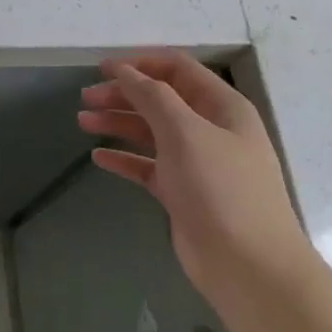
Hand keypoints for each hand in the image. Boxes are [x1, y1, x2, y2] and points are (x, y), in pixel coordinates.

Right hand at [77, 52, 311, 302]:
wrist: (249, 266)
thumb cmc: (220, 189)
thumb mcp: (185, 132)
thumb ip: (152, 96)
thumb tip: (124, 70)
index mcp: (222, 107)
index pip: (178, 69)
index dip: (140, 64)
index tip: (102, 69)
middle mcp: (211, 130)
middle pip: (161, 100)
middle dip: (123, 95)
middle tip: (86, 99)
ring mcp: (197, 163)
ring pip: (151, 132)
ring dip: (118, 123)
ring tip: (83, 122)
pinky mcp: (183, 193)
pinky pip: (148, 166)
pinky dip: (124, 158)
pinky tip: (98, 158)